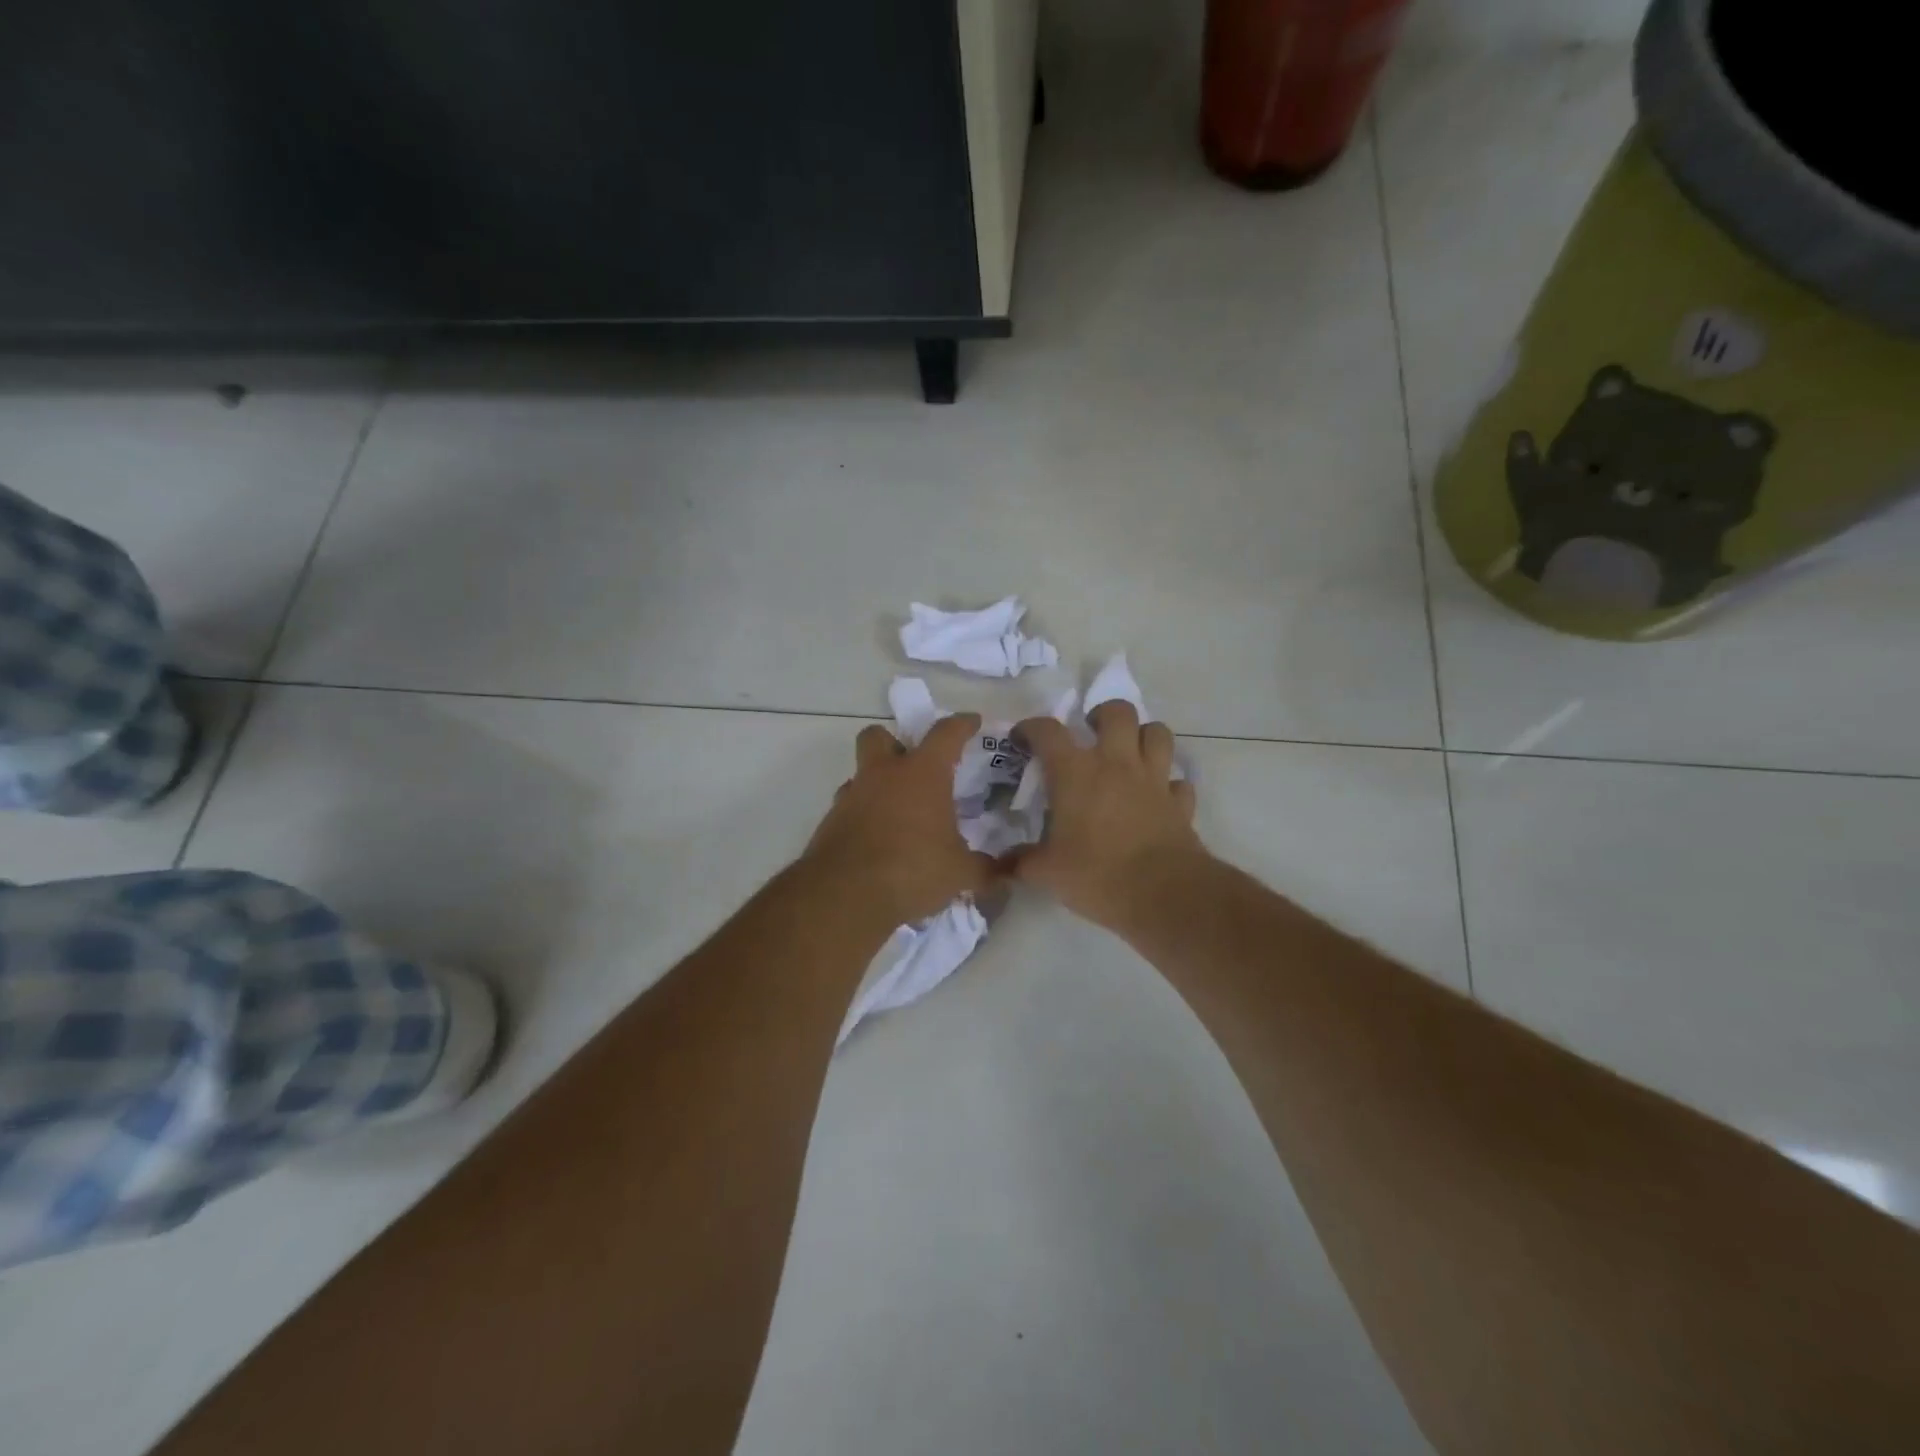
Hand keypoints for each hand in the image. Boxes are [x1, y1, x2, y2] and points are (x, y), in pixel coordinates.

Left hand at [805, 714, 999, 925]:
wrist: (845, 896)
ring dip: (877, 784)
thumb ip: (985, 869)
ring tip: (898, 812)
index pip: (946, 733)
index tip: (972, 723)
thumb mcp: (960, 873)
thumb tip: (1006, 874)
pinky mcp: (830, 823)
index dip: (962, 724)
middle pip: (878, 736)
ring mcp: (851, 797)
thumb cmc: (912, 870)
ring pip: (860, 774)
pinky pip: (849, 808)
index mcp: (922, 774)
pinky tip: (878, 840)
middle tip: (912, 765)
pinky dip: (863, 816)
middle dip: (893, 743)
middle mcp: (883, 775)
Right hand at [1012, 703, 1203, 932]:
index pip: (1048, 731)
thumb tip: (1002, 864)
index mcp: (1076, 773)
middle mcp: (1117, 764)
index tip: (1023, 738)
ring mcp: (1154, 779)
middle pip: (1118, 712)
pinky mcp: (1179, 802)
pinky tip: (1158, 797)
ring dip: (1143, 736)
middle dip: (1103, 715)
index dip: (1032, 728)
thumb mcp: (1047, 873)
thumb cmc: (1097, 875)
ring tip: (1129, 753)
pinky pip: (1178, 781)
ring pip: (1158, 733)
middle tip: (1091, 734)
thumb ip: (1021, 862)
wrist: (1163, 894)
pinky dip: (1169, 784)